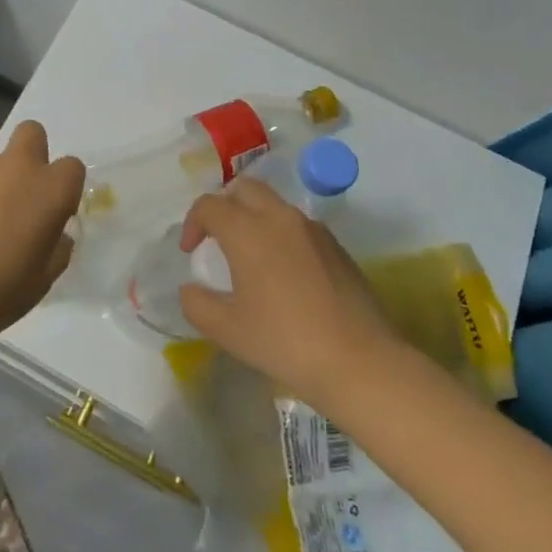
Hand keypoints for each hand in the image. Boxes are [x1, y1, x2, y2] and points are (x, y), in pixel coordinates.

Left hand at [0, 121, 84, 339]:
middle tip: (21, 193)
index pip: (72, 167)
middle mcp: (16, 168)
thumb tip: (55, 236)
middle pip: (32, 133)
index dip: (64, 187)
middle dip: (31, 153)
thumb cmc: (4, 288)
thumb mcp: (45, 277)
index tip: (54, 212)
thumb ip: (57, 248)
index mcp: (50, 189)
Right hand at [179, 178, 401, 406]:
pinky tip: (284, 272)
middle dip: (224, 206)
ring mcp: (312, 229)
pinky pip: (298, 224)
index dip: (192, 223)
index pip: (209, 205)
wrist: (360, 362)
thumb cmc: (285, 342)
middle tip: (218, 239)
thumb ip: (197, 303)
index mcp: (247, 231)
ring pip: (274, 204)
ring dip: (254, 217)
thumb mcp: (227, 330)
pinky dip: (280, 233)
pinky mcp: (336, 246)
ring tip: (250, 255)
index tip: (191, 252)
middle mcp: (279, 218)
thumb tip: (191, 288)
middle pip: (244, 189)